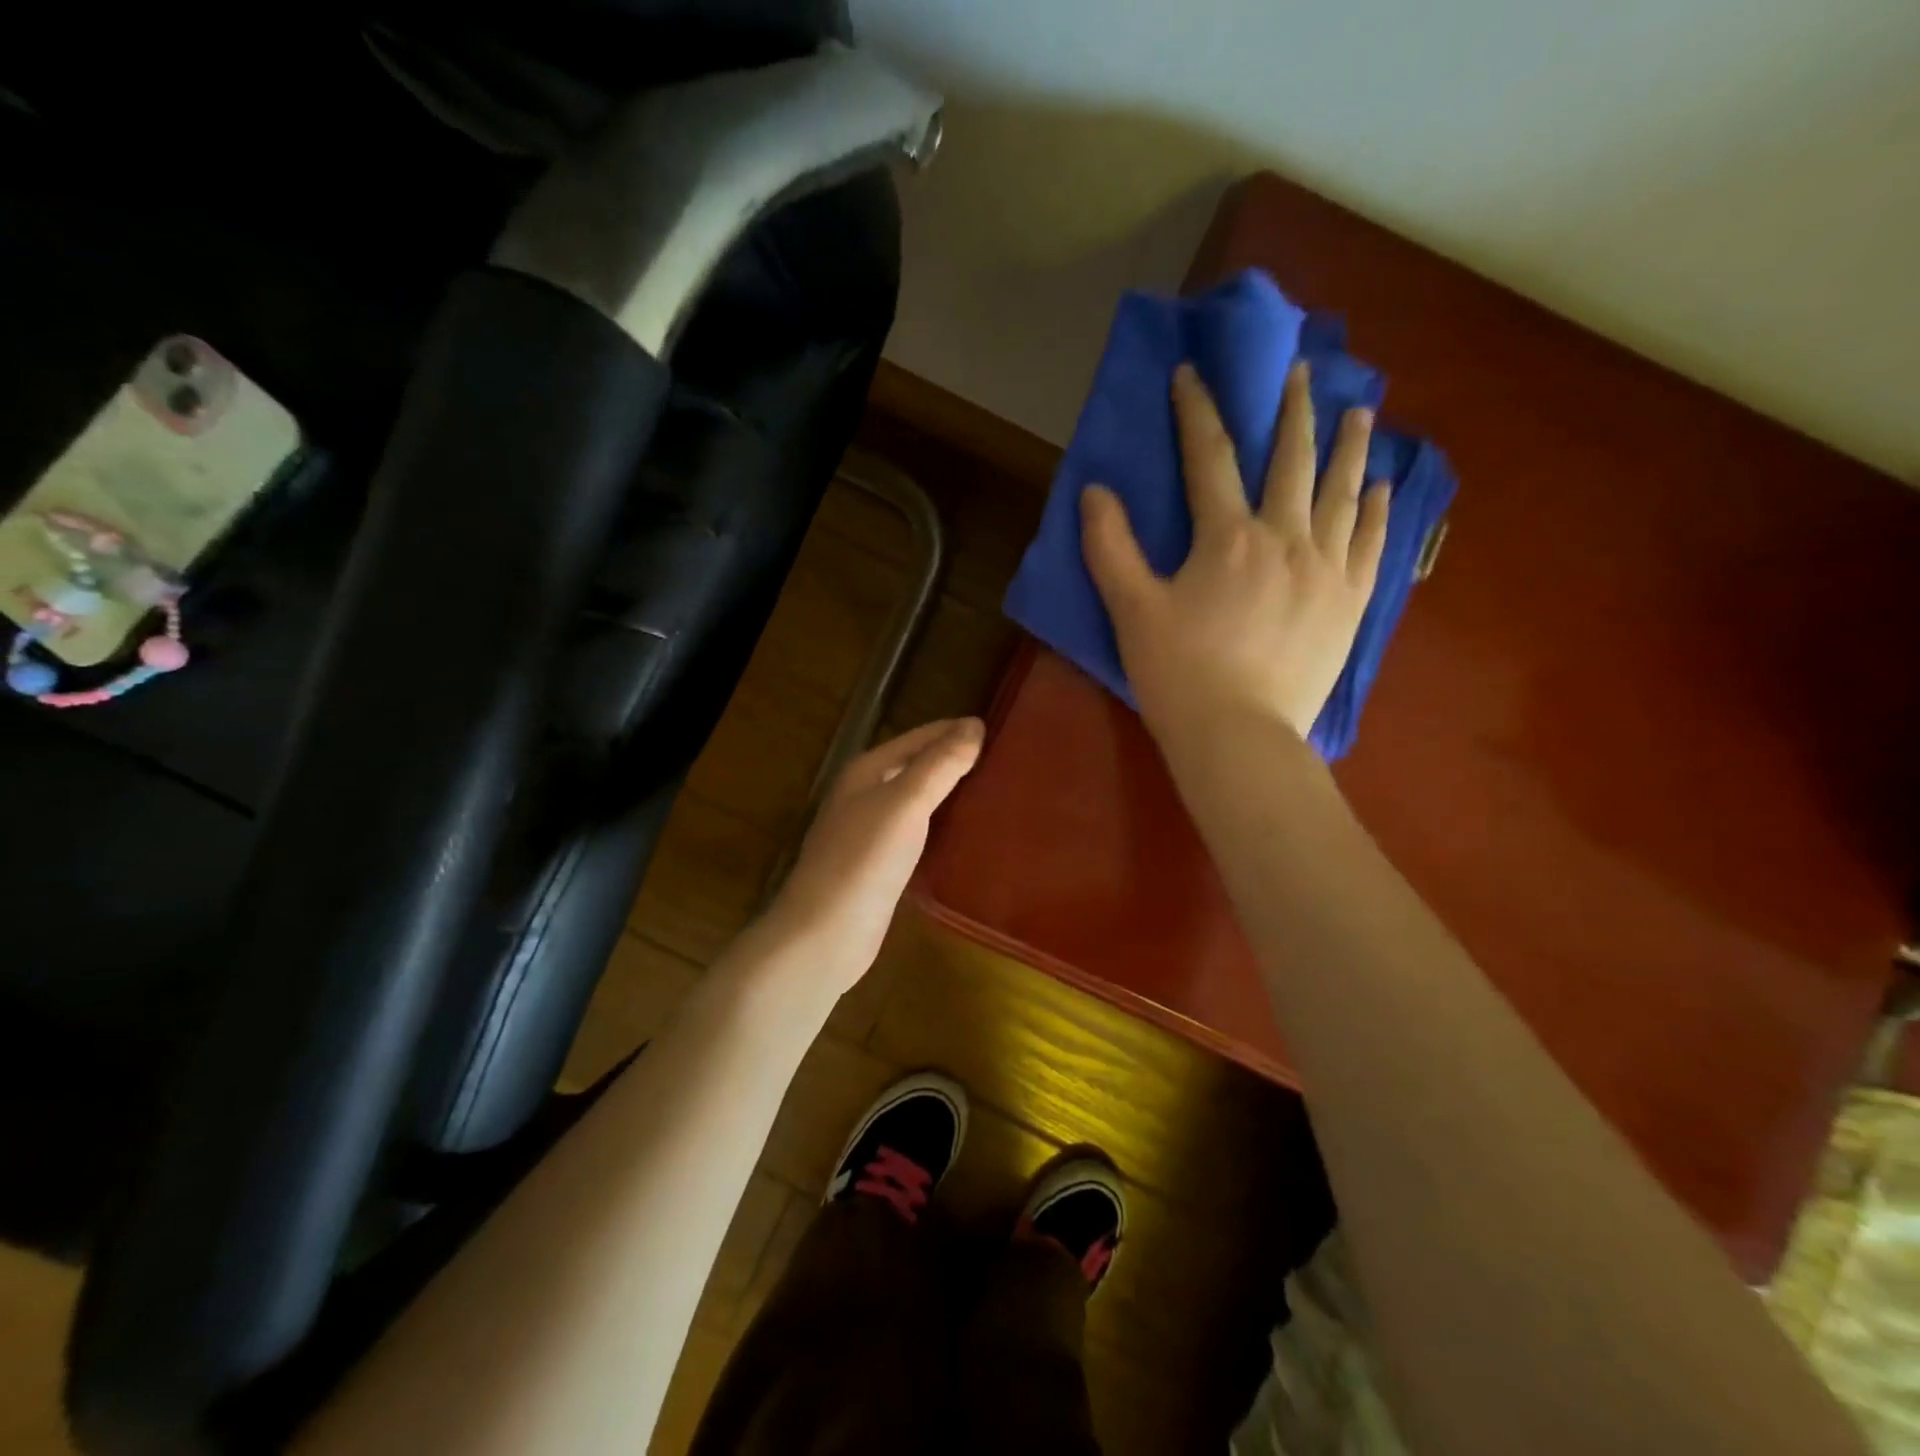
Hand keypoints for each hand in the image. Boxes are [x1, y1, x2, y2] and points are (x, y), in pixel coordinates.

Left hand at [760, 717, 983, 991]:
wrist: (825, 934)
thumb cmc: (863, 860)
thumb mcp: (905, 803)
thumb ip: (939, 764)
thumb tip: (975, 725)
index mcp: (867, 771)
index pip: (920, 737)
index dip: (956, 731)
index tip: (1002, 730)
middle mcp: (865, 795)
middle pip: (917, 766)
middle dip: (955, 760)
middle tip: (1007, 761)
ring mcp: (870, 832)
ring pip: (918, 800)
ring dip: (950, 793)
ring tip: (996, 791)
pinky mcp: (880, 865)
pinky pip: (918, 832)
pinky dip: (942, 825)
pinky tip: (967, 834)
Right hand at [1081, 360, 1388, 749]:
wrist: (1239, 736)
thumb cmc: (1178, 674)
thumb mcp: (1131, 611)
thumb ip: (1109, 547)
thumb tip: (1094, 491)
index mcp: (1228, 538)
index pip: (1209, 457)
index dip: (1196, 410)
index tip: (1192, 373)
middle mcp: (1285, 539)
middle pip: (1291, 461)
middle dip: (1291, 411)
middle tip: (1299, 371)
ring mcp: (1326, 570)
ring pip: (1342, 493)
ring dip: (1349, 447)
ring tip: (1359, 411)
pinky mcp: (1350, 603)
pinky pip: (1369, 545)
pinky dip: (1375, 512)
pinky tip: (1380, 489)